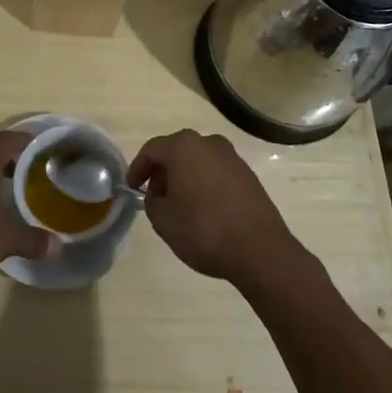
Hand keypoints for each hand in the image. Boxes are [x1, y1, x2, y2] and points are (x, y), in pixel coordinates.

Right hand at [128, 129, 300, 286]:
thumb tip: (158, 195)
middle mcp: (208, 143)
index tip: (131, 188)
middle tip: (154, 198)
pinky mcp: (248, 175)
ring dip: (184, 179)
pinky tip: (203, 209)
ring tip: (179, 206)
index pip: (151, 150)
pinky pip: (216, 173)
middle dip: (162, 173)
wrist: (260, 250)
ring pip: (198, 162)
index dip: (137, 168)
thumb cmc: (204, 230)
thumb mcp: (163, 220)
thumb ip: (152, 202)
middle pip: (176, 152)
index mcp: (184, 146)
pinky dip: (204, 185)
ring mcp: (232, 157)